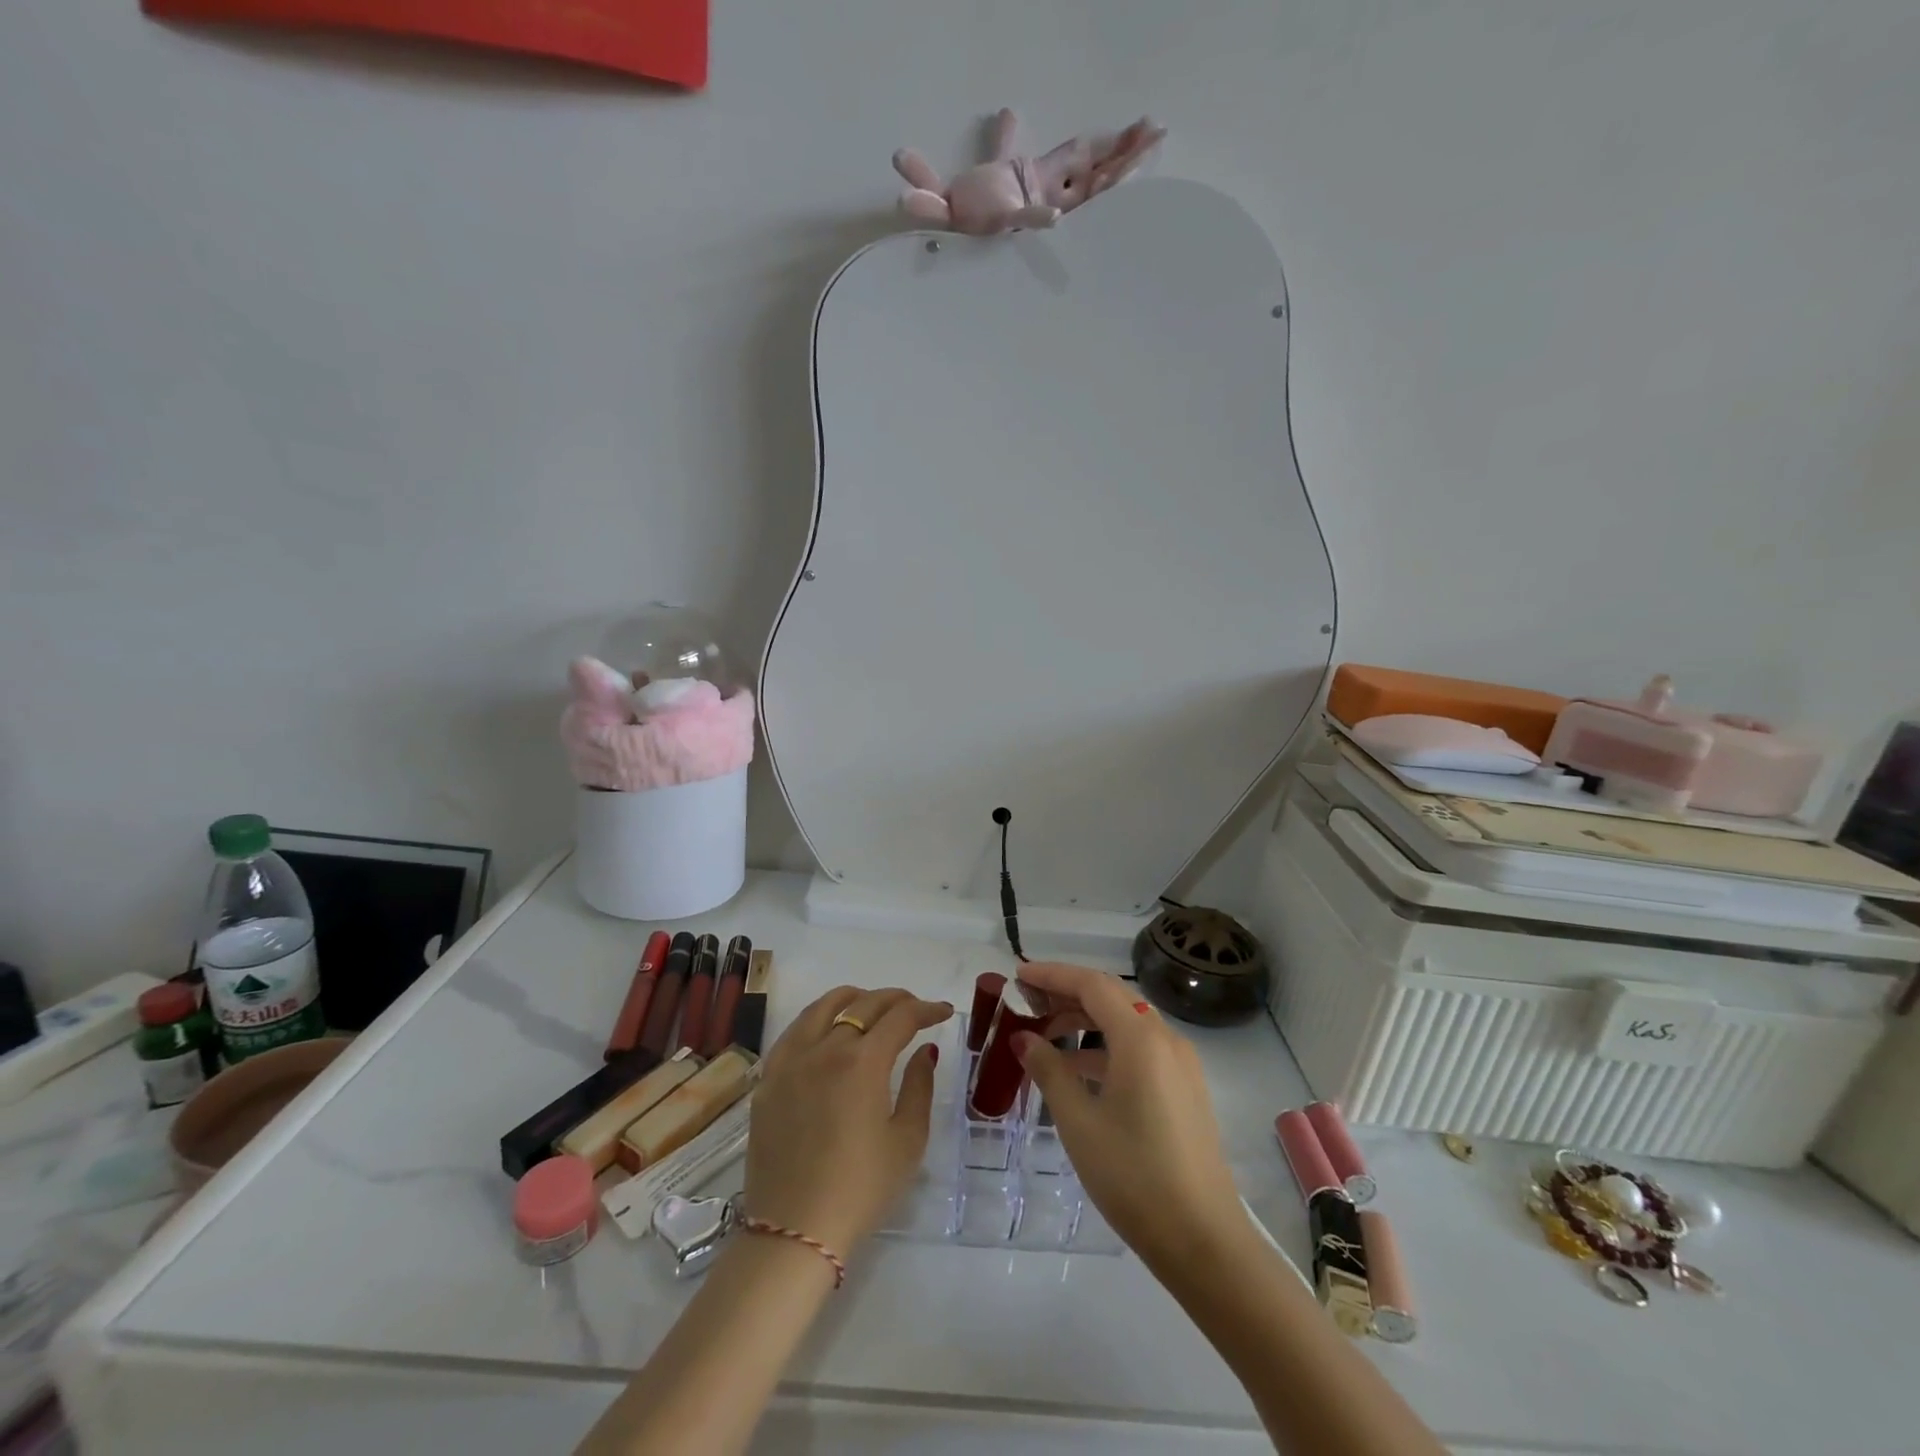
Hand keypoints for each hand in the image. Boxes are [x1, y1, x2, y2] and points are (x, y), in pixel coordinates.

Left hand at [743, 986, 951, 1256]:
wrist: (793, 1231)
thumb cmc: (861, 1189)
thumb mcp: (907, 1140)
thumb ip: (919, 1086)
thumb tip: (925, 1050)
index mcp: (863, 1061)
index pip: (901, 1017)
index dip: (926, 1009)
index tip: (943, 1012)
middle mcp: (825, 1047)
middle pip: (865, 1004)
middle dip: (896, 1000)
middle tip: (914, 1010)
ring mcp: (791, 1060)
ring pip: (824, 1006)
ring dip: (855, 999)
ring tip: (872, 1008)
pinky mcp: (769, 1078)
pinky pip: (795, 1030)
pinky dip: (818, 1018)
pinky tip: (828, 1029)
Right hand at [1012, 963, 1245, 1270]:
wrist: (1204, 1240)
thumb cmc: (1134, 1176)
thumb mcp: (1079, 1122)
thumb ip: (1049, 1071)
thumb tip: (1023, 1039)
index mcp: (1140, 1037)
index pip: (1091, 984)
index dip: (1052, 975)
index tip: (1018, 976)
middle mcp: (1165, 1038)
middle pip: (1111, 996)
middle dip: (1067, 993)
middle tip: (1027, 1002)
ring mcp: (1180, 1063)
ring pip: (1126, 1021)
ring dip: (1086, 1020)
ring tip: (1046, 1036)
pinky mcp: (1185, 1087)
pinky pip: (1140, 1047)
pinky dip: (1106, 1045)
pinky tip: (1079, 1070)